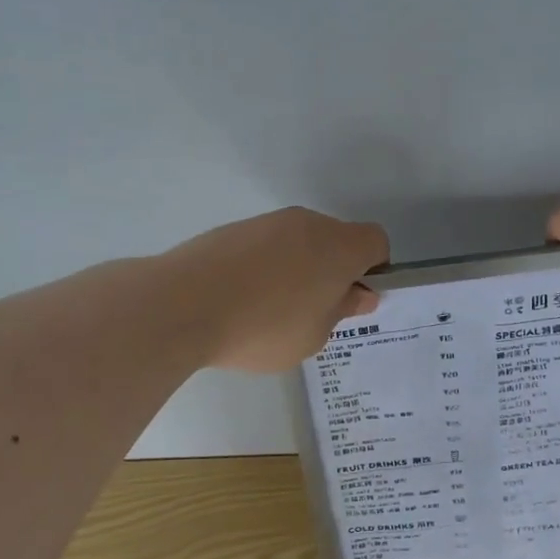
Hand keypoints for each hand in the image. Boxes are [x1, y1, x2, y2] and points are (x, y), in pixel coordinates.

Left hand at [163, 207, 389, 372]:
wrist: (183, 304)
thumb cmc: (265, 326)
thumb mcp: (315, 335)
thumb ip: (342, 310)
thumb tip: (359, 293)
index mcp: (340, 246)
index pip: (376, 242)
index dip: (374, 269)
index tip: (354, 299)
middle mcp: (308, 223)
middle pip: (336, 240)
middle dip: (333, 270)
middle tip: (313, 312)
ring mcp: (267, 222)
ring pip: (298, 242)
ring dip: (297, 269)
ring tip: (269, 311)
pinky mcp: (233, 229)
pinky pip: (265, 246)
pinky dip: (264, 267)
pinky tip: (240, 300)